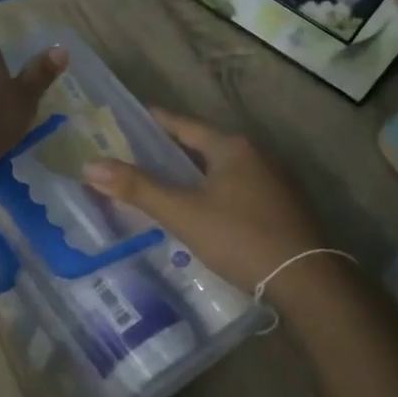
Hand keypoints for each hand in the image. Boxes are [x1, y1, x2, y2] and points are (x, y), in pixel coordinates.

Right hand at [83, 109, 331, 292]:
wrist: (307, 279)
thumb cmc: (239, 237)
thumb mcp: (182, 213)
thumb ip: (138, 189)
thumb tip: (90, 165)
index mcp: (230, 148)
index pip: (184, 125)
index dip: (156, 121)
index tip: (133, 116)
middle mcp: (254, 155)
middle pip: (203, 145)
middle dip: (172, 149)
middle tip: (138, 153)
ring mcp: (272, 181)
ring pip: (221, 168)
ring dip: (193, 172)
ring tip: (163, 181)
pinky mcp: (281, 207)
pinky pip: (236, 188)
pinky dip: (212, 190)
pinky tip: (201, 209)